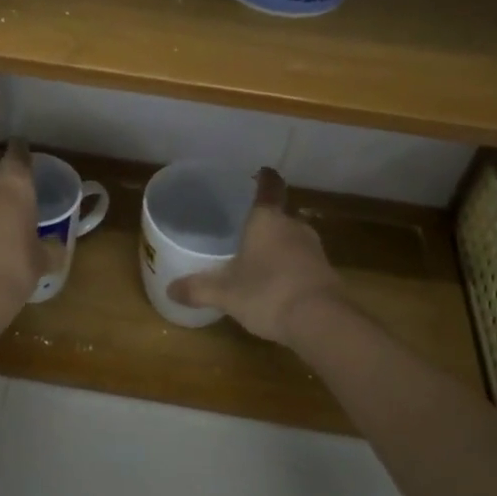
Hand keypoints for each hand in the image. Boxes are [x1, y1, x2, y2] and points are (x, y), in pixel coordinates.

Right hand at [167, 168, 344, 347]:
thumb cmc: (267, 292)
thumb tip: (170, 289)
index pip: (269, 186)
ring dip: (280, 245)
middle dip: (266, 220)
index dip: (264, 178)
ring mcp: (314, 249)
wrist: (322, 322)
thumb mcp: (225, 293)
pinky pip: (304, 262)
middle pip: (281, 214)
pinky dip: (292, 267)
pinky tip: (278, 284)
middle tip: (246, 228)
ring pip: (293, 238)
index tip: (259, 173)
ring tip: (259, 257)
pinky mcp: (327, 273)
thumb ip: (198, 288)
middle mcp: (294, 226)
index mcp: (268, 219)